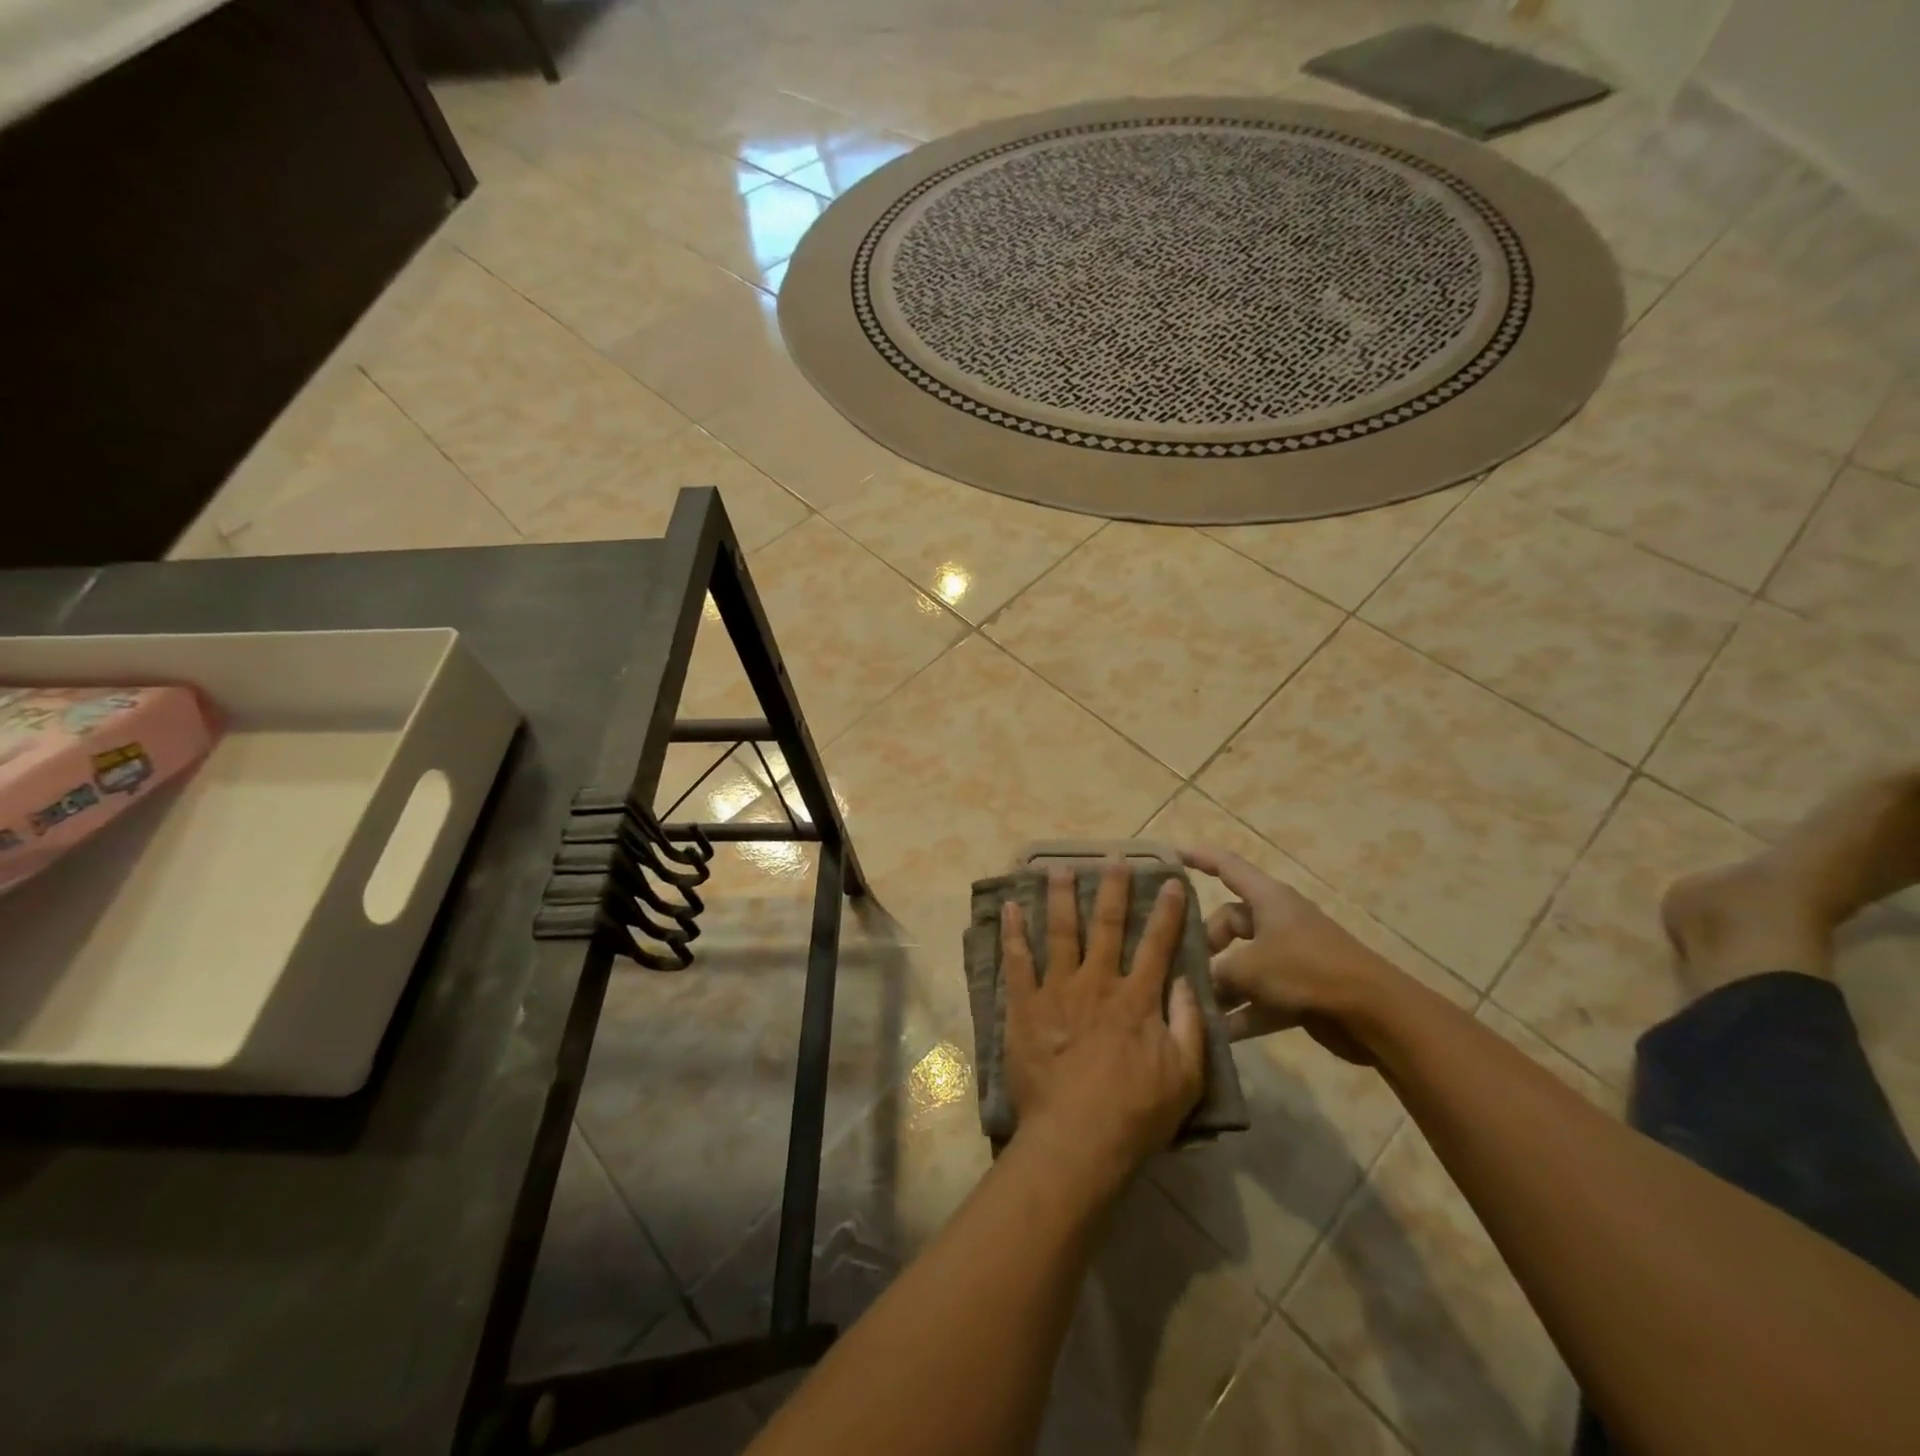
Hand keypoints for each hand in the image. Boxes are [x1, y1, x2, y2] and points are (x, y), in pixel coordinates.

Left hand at [1002, 863, 1204, 1185]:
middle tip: (1113, 858)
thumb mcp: (1186, 1077)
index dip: (1168, 912)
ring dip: (1060, 897)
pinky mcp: (1025, 1006)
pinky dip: (1013, 932)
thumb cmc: (1136, 1113)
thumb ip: (1189, 1025)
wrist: (1077, 1139)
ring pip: (1060, 932)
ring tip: (1057, 868)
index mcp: (1137, 998)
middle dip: (1112, 889)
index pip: (1157, 944)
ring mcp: (1057, 990)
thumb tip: (1188, 982)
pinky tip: (1010, 907)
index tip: (1172, 882)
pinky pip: (1017, 961)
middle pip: (1107, 925)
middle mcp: (1097, 982)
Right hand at [1180, 845, 1390, 1064]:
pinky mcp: (1300, 990)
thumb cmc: (1306, 971)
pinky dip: (1242, 1011)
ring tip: (1192, 1002)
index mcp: (1268, 899)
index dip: (1199, 858)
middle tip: (1184, 966)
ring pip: (1243, 962)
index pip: (1227, 866)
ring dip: (1221, 984)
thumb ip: (1215, 972)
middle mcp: (1277, 921)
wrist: (1374, 1014)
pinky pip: (1260, 995)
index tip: (1172, 856)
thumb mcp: (1249, 968)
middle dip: (1205, 943)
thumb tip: (1194, 980)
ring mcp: (1290, 956)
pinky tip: (1218, 1033)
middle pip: (1229, 921)